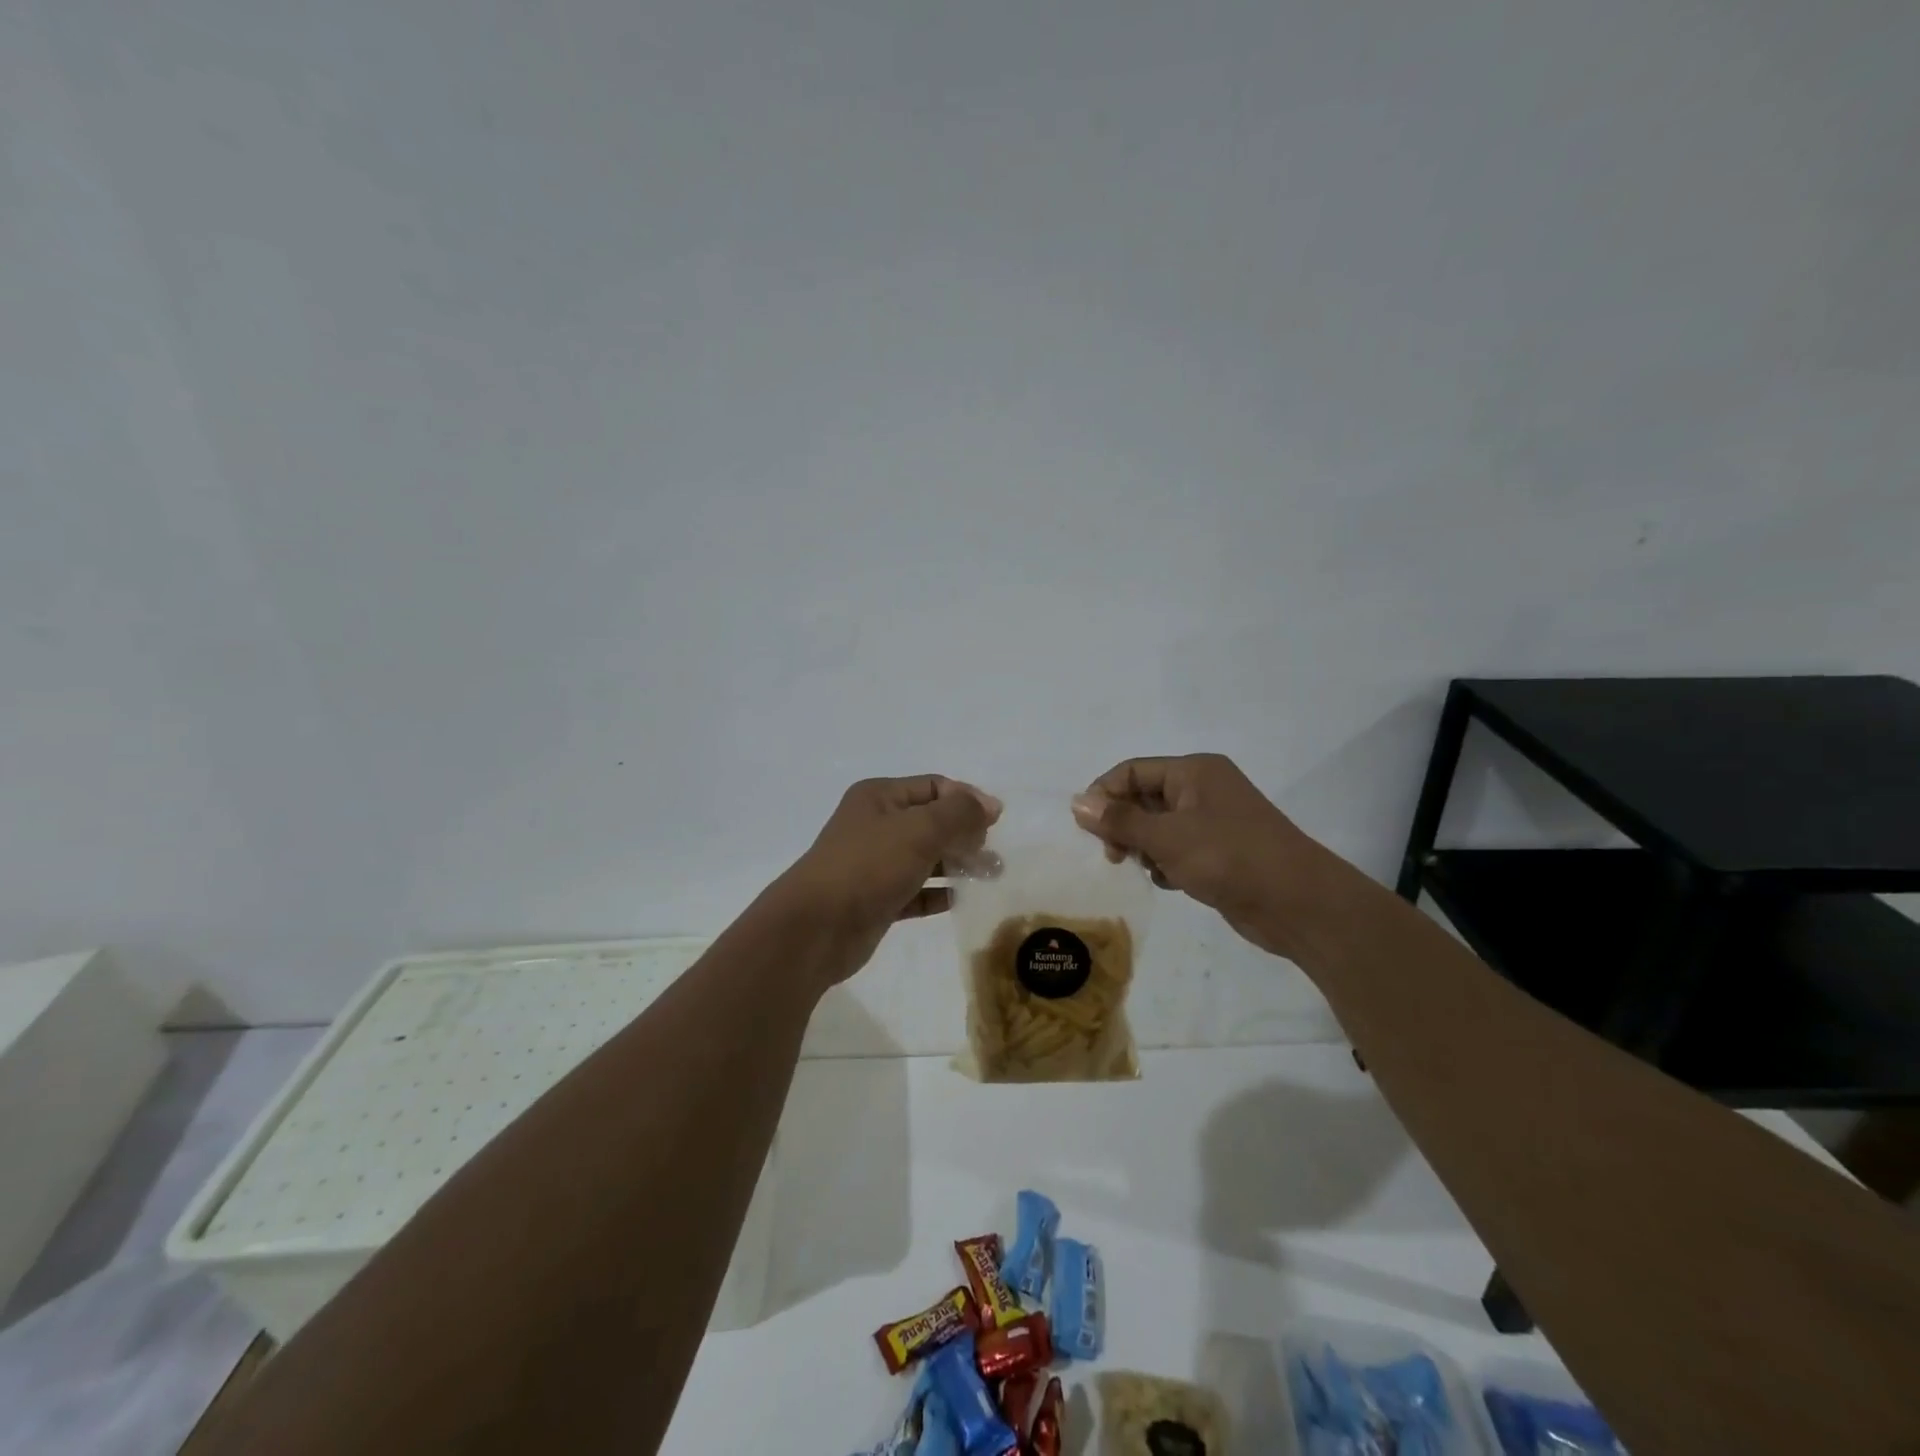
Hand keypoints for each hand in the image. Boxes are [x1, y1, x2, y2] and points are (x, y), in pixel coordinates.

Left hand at [774, 776, 1000, 982]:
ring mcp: (875, 864)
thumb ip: (960, 813)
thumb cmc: (869, 866)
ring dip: (958, 864)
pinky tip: (962, 900)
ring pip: (926, 857)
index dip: (967, 799)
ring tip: (991, 876)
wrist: (816, 928)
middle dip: (966, 833)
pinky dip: (939, 893)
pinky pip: (916, 890)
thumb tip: (990, 805)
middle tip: (995, 855)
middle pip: (932, 821)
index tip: (997, 823)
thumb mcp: (920, 829)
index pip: (934, 786)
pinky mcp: (877, 899)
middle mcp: (876, 825)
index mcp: (880, 796)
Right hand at [1072, 754, 1331, 959]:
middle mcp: (1202, 789)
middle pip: (1144, 797)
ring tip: (1145, 869)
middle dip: (1124, 825)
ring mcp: (1213, 822)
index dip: (1105, 794)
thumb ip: (1120, 821)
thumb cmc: (1229, 858)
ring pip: (1158, 827)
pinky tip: (1169, 882)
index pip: (1133, 771)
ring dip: (1144, 847)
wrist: (1297, 903)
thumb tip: (1076, 803)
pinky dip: (1166, 864)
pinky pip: (1176, 849)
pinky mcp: (1219, 852)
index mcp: (1194, 771)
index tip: (1087, 829)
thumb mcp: (1167, 837)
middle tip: (1114, 855)